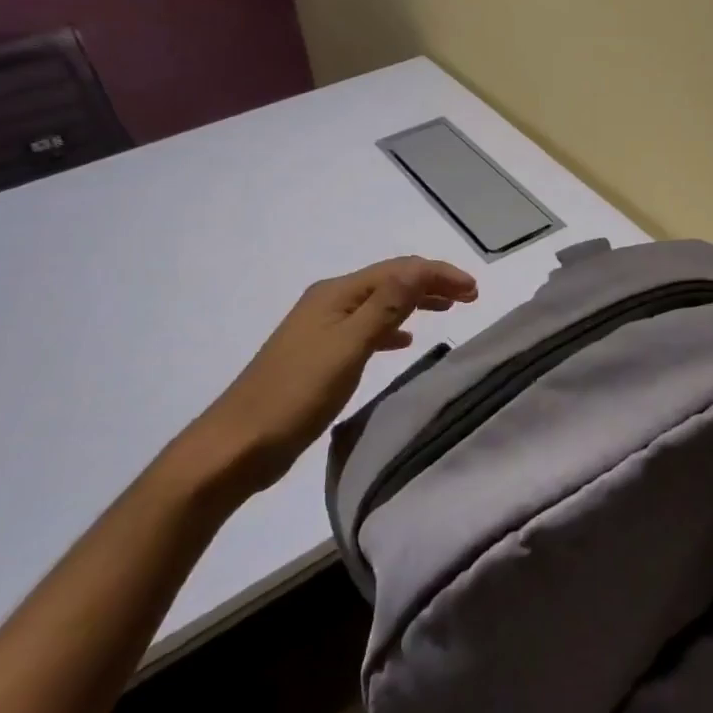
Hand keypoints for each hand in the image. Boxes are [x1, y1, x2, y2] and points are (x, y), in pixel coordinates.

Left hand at [190, 256, 477, 492]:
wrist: (237, 445)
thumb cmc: (296, 394)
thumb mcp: (348, 347)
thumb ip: (386, 306)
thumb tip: (420, 266)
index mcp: (336, 294)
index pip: (398, 270)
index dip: (438, 274)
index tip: (475, 290)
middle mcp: (329, 302)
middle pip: (389, 282)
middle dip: (430, 284)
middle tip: (470, 297)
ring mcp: (322, 329)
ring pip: (380, 304)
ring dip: (414, 303)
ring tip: (447, 310)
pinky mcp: (319, 355)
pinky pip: (367, 329)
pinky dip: (392, 328)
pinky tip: (404, 341)